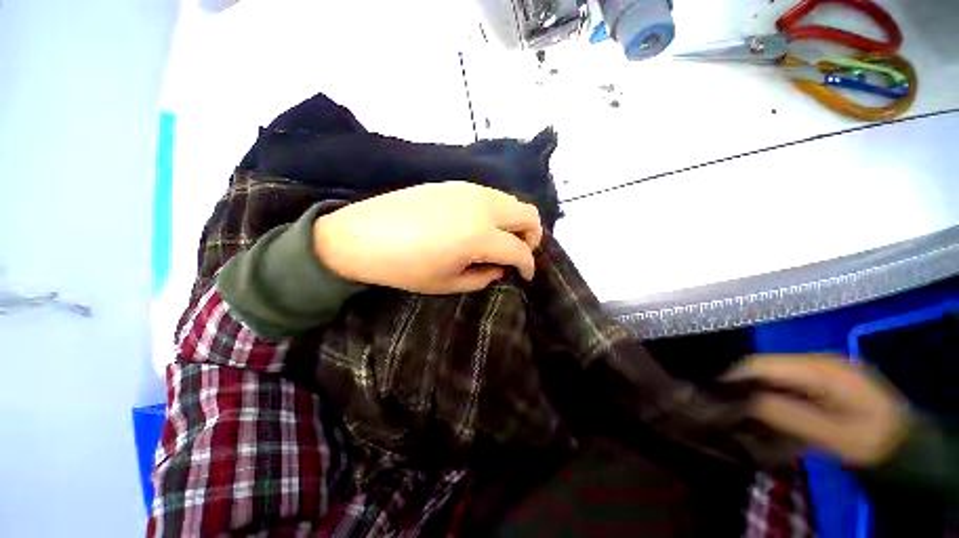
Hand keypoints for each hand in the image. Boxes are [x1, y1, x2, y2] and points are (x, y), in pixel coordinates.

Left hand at [313, 181, 542, 293]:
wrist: (362, 235)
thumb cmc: (404, 267)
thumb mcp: (448, 283)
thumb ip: (483, 277)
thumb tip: (501, 268)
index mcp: (480, 235)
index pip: (520, 250)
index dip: (528, 266)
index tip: (526, 276)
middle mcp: (482, 206)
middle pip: (528, 214)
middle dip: (532, 236)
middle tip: (519, 253)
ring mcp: (469, 190)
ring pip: (511, 201)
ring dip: (515, 222)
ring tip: (500, 240)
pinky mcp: (455, 183)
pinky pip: (491, 195)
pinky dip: (497, 212)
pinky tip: (480, 226)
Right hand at [726, 354, 909, 465]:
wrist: (906, 445)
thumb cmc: (873, 440)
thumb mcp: (834, 434)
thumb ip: (789, 415)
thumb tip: (744, 402)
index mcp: (819, 368)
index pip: (761, 364)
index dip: (733, 377)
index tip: (713, 397)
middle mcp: (815, 361)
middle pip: (765, 368)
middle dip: (742, 386)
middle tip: (726, 409)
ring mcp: (819, 370)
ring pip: (773, 376)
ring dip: (756, 393)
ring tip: (743, 414)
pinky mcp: (820, 381)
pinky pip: (785, 384)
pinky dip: (772, 397)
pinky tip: (768, 414)